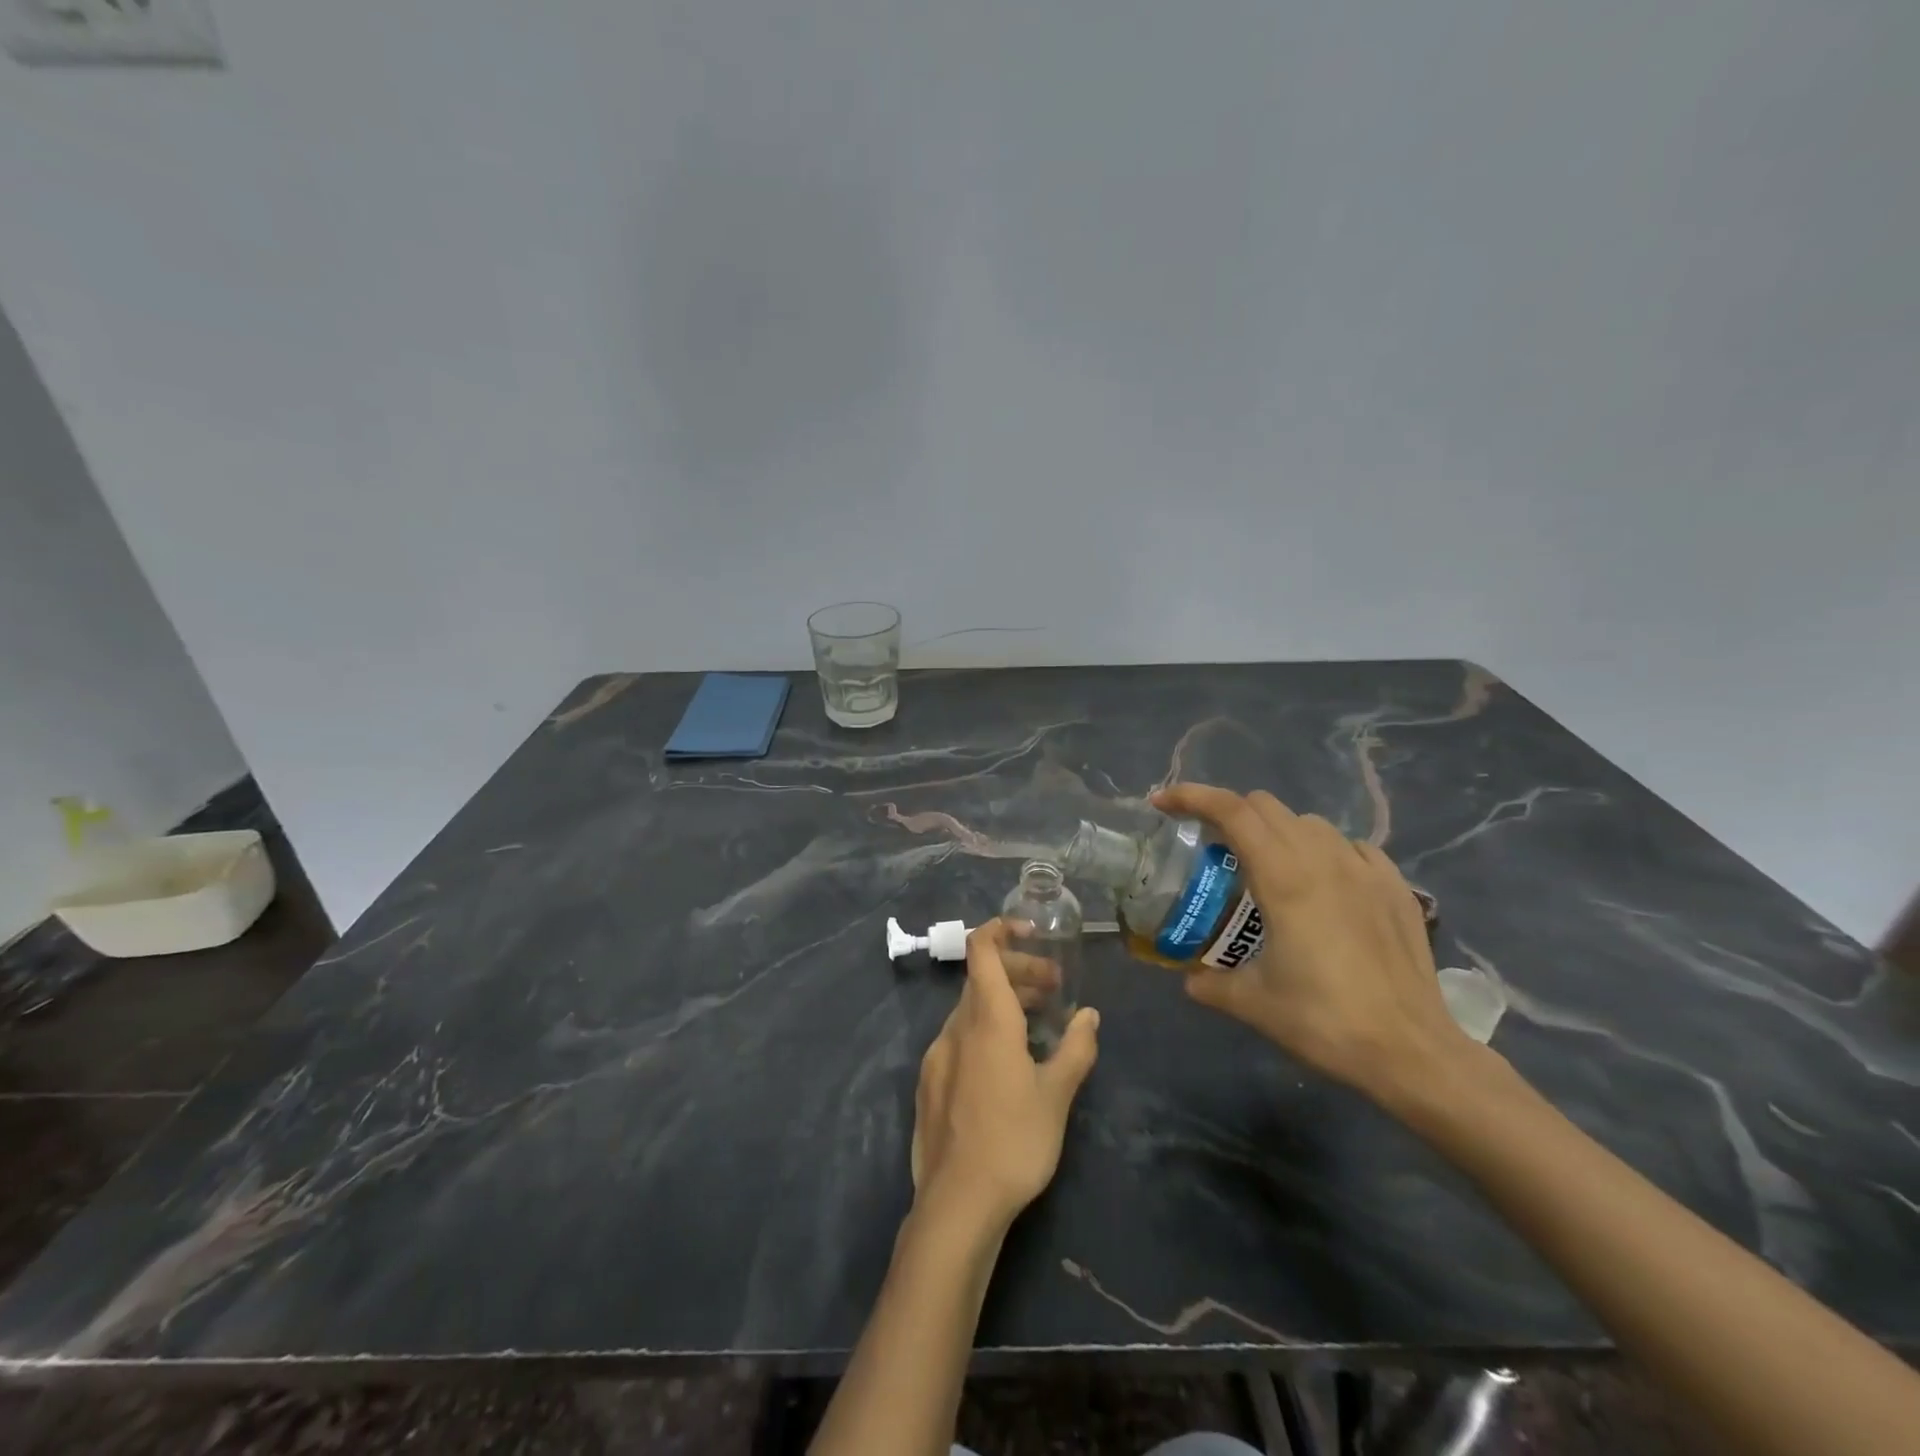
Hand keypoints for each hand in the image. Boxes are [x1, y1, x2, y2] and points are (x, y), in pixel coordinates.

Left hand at [910, 919, 1099, 1229]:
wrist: (956, 1204)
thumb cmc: (1014, 1142)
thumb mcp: (1057, 1095)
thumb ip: (1076, 1049)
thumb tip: (1089, 1016)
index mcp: (987, 1020)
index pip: (982, 950)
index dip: (1001, 930)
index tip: (1031, 933)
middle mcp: (956, 1027)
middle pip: (982, 979)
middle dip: (1018, 973)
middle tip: (1054, 990)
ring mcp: (937, 1054)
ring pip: (970, 1009)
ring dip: (1003, 1003)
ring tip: (1037, 1024)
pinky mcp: (929, 1082)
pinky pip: (959, 1037)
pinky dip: (984, 1029)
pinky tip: (1006, 1062)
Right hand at [1149, 783, 1472, 1105]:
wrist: (1412, 1051)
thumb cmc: (1324, 1021)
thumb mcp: (1253, 1003)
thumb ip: (1211, 983)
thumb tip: (1190, 979)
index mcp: (1284, 877)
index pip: (1231, 811)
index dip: (1191, 797)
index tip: (1162, 803)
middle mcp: (1324, 859)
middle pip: (1265, 806)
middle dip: (1229, 814)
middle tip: (1212, 848)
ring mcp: (1365, 869)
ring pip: (1308, 822)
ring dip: (1276, 832)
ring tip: (1267, 870)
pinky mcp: (1395, 886)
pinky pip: (1349, 846)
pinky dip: (1323, 851)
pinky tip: (1323, 885)